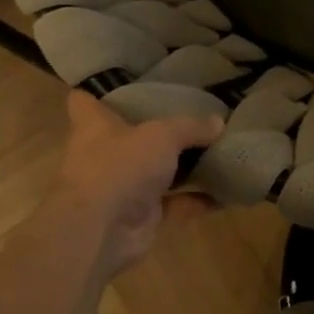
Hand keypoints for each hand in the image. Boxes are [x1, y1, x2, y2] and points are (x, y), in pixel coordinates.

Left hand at [56, 91, 223, 277]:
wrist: (102, 230)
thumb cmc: (120, 166)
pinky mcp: (142, 215)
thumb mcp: (162, 135)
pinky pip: (176, 203)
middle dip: (157, 129)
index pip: (85, 101)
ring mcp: (123, 186)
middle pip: (130, 136)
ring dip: (184, 166)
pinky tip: (227, 192)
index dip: (101, 91)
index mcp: (95, 126)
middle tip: (193, 114)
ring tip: (218, 150)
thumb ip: (191, 127)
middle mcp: (105, 154)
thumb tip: (218, 122)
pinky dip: (199, 199)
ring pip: (157, 171)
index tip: (127, 83)